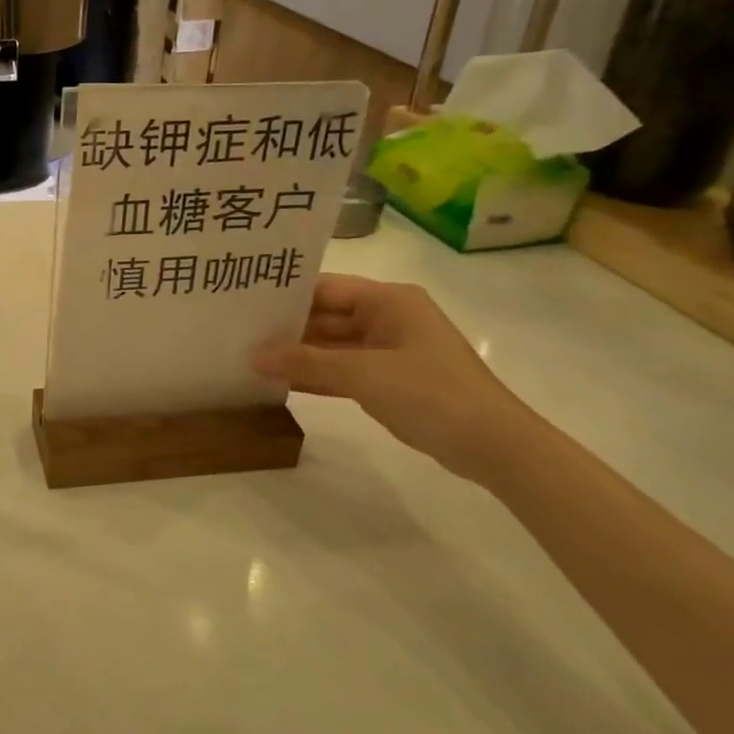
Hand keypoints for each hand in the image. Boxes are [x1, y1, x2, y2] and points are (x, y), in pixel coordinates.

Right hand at [253, 274, 541, 483]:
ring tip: (250, 356)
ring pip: (332, 345)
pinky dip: (317, 376)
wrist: (494, 446)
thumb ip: (306, 363)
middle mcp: (388, 317)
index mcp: (389, 300)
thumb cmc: (431, 394)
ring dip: (299, 355)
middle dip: (287, 328)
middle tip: (239, 332)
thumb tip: (253, 355)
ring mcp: (390, 350)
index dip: (286, 294)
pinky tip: (281, 383)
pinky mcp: (390, 380)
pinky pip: (343, 371)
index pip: (325, 287)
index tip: (244, 302)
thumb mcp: (364, 374)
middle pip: (327, 316)